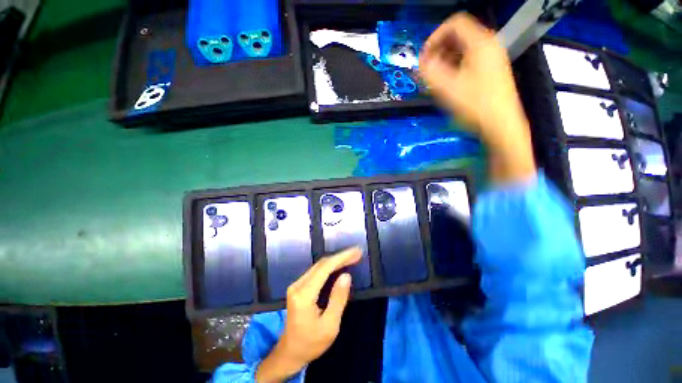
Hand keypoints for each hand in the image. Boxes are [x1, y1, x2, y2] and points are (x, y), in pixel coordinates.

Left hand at [256, 248, 361, 381]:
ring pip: (319, 266)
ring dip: (336, 260)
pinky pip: (316, 271)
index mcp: (304, 295)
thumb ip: (338, 299)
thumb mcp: (330, 326)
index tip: (356, 252)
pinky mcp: (298, 286)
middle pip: (321, 264)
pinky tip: (339, 265)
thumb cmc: (311, 343)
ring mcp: (296, 285)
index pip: (325, 269)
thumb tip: (346, 275)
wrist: (289, 353)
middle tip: (357, 253)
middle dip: (340, 257)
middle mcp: (298, 285)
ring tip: (351, 257)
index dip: (342, 258)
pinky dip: (330, 267)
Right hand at [419, 13, 535, 182]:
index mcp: (480, 43)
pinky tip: (449, 83)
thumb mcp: (447, 88)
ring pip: (463, 49)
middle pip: (458, 35)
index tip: (424, 57)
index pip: (454, 24)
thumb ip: (430, 72)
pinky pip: (469, 60)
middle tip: (428, 69)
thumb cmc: (475, 105)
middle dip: (439, 50)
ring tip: (436, 78)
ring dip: (445, 60)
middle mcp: (488, 45)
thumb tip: (421, 62)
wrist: (501, 125)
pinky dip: (455, 66)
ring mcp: (492, 58)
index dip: (434, 37)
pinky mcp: (491, 70)